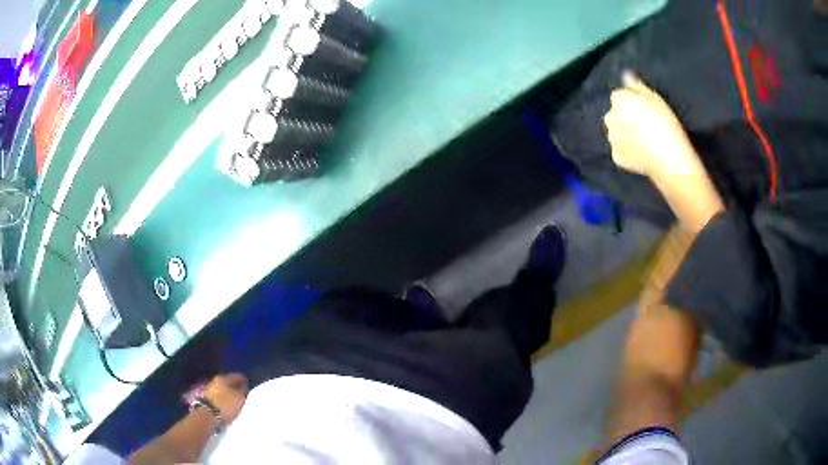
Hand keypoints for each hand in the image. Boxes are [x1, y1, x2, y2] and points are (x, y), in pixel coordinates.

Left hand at [203, 373, 248, 423]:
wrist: (207, 415)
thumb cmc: (226, 405)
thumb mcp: (239, 399)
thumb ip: (243, 391)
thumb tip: (244, 386)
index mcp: (224, 378)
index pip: (236, 376)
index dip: (243, 379)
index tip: (248, 383)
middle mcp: (215, 381)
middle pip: (228, 382)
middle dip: (234, 386)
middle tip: (242, 392)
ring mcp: (209, 389)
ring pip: (222, 389)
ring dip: (228, 393)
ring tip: (235, 399)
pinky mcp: (206, 399)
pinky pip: (218, 396)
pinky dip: (223, 399)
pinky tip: (227, 404)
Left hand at [603, 73, 700, 178]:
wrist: (670, 158)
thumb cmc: (665, 123)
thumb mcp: (655, 98)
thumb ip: (637, 85)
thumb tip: (626, 75)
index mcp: (618, 99)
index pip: (619, 96)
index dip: (632, 102)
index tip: (645, 110)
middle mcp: (610, 117)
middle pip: (615, 114)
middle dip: (624, 117)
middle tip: (644, 125)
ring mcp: (612, 139)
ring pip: (615, 132)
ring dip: (624, 133)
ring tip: (643, 140)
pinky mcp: (616, 157)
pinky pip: (619, 151)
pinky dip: (627, 152)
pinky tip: (641, 153)